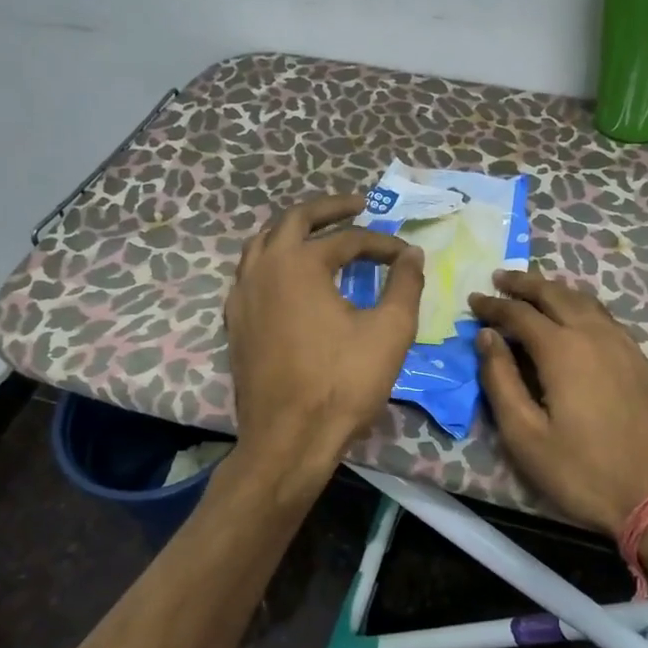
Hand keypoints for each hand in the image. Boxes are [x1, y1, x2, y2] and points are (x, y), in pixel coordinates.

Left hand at [225, 194, 424, 472]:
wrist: (288, 440)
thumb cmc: (342, 382)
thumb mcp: (389, 330)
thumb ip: (404, 284)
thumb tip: (411, 255)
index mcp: (299, 263)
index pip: (348, 239)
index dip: (382, 243)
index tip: (406, 255)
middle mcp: (263, 268)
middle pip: (294, 221)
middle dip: (329, 210)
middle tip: (358, 207)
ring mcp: (243, 294)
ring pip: (264, 243)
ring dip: (294, 231)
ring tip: (322, 233)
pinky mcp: (236, 321)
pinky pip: (251, 272)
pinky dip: (274, 260)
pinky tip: (291, 277)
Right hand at [469, 270, 647, 535]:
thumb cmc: (583, 471)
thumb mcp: (525, 435)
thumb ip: (501, 380)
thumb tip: (486, 337)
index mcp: (562, 349)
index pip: (519, 313)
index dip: (493, 305)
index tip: (473, 299)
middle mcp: (594, 334)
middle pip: (555, 294)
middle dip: (525, 283)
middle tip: (501, 277)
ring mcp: (624, 345)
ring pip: (584, 301)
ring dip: (555, 290)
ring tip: (535, 290)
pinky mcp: (641, 360)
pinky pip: (604, 317)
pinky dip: (580, 306)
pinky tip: (575, 318)